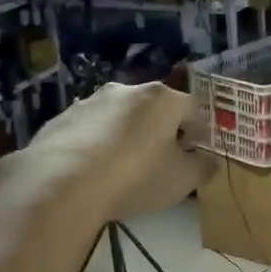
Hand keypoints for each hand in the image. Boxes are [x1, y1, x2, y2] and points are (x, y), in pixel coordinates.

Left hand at [19, 80, 214, 222]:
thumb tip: (208, 161)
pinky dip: (97, 143)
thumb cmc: (136, 176)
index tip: (197, 151)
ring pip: (120, 116)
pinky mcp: (63, 118)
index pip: (193, 109)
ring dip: (127, 134)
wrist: (62, 182)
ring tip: (124, 165)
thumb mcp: (182, 180)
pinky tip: (93, 169)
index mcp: (163, 99)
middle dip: (162, 130)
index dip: (199, 131)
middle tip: (162, 159)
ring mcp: (91, 101)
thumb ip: (202, 168)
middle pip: (155, 108)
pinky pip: (90, 129)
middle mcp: (128, 90)